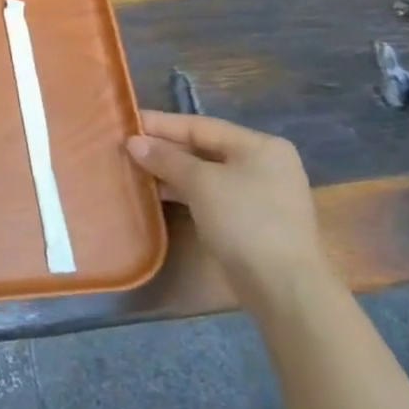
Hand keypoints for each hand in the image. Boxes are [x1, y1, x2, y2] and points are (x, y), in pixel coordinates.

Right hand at [126, 111, 327, 305]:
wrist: (283, 286)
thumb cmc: (244, 221)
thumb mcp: (201, 183)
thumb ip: (166, 158)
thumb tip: (133, 142)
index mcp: (260, 146)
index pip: (201, 126)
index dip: (161, 124)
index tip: (127, 122)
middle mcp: (263, 164)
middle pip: (204, 148)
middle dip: (164, 148)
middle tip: (125, 147)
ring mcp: (259, 193)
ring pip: (205, 173)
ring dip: (171, 171)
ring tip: (134, 169)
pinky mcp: (250, 219)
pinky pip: (210, 194)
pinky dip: (184, 191)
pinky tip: (157, 193)